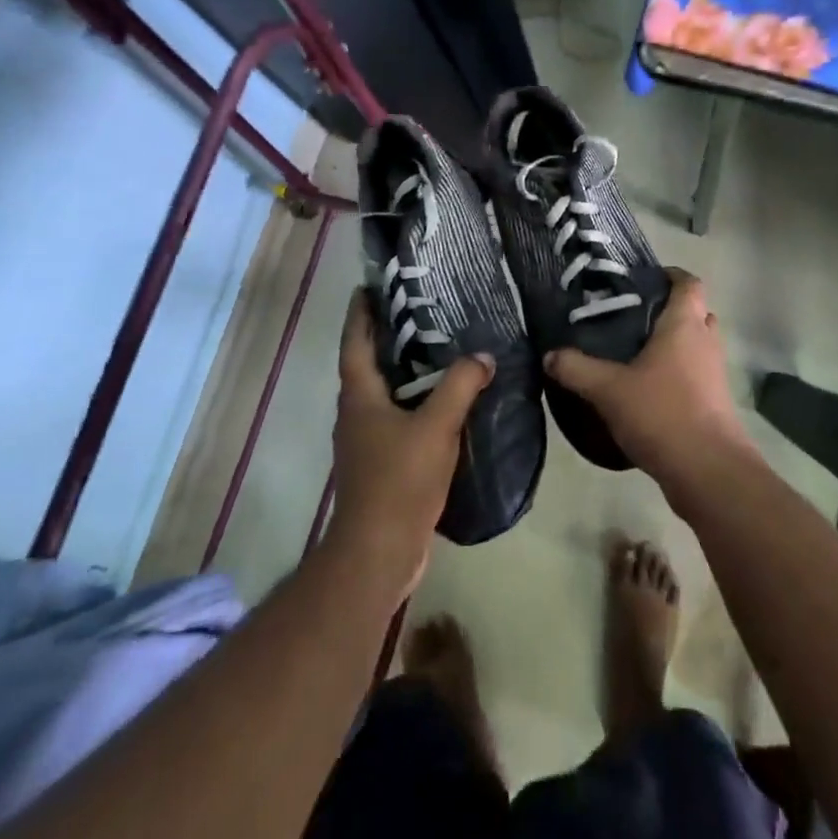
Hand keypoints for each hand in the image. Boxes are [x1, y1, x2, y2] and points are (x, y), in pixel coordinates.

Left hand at [327, 290, 491, 597]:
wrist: (379, 551)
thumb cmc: (399, 480)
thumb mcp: (435, 426)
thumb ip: (460, 386)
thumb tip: (483, 356)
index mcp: (359, 397)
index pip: (354, 343)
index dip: (360, 314)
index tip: (368, 287)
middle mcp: (356, 414)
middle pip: (368, 365)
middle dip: (387, 337)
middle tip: (420, 310)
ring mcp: (366, 441)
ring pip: (384, 393)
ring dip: (404, 371)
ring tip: (439, 349)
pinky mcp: (381, 464)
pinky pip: (398, 418)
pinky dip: (416, 402)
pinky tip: (445, 402)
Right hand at [545, 270, 758, 503]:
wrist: (708, 470)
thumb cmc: (662, 413)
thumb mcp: (608, 389)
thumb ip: (577, 369)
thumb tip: (550, 354)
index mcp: (685, 324)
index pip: (688, 283)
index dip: (670, 275)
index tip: (642, 280)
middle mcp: (705, 341)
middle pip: (693, 313)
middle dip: (667, 312)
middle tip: (630, 319)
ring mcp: (714, 373)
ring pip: (694, 346)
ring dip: (672, 346)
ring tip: (633, 354)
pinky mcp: (715, 402)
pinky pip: (695, 375)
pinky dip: (676, 375)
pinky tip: (645, 391)